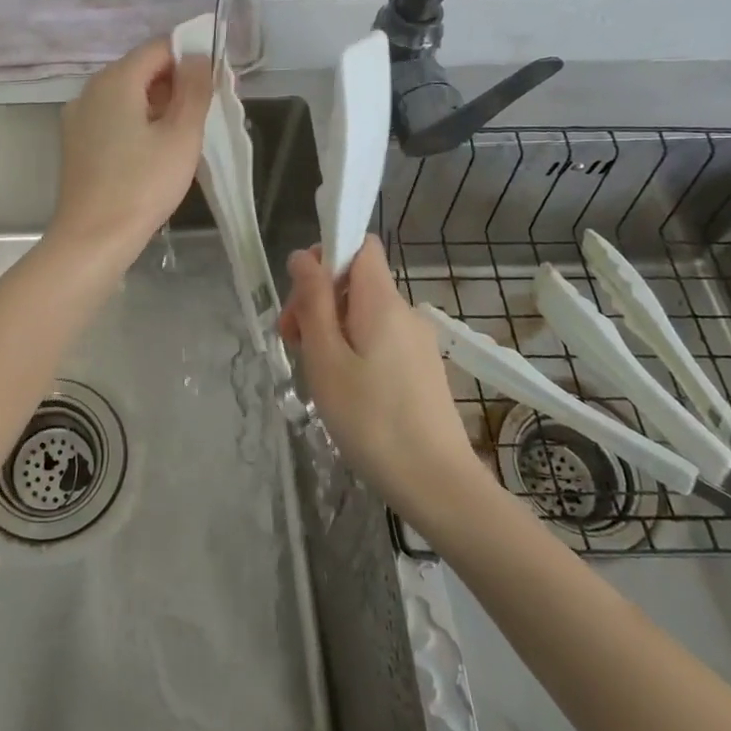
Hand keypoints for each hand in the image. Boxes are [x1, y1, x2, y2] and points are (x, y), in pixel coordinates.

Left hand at [48, 38, 212, 265]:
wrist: (93, 238)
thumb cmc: (142, 186)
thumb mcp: (181, 136)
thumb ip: (194, 89)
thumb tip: (196, 56)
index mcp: (115, 80)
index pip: (158, 48)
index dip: (190, 56)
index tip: (216, 81)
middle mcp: (90, 90)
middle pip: (140, 69)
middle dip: (176, 82)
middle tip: (207, 110)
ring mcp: (78, 117)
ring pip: (126, 95)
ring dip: (158, 103)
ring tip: (186, 132)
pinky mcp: (76, 142)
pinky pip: (112, 117)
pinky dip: (137, 121)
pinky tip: (155, 149)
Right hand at [280, 237, 485, 521]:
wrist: (438, 485)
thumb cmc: (371, 420)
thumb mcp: (326, 358)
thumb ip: (313, 302)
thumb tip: (303, 256)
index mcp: (382, 301)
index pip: (359, 245)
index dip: (326, 254)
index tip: (300, 294)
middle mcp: (405, 312)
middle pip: (355, 281)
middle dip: (317, 301)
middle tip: (292, 344)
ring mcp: (416, 342)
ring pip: (363, 314)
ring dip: (331, 329)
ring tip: (314, 373)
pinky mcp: (421, 368)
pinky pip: (379, 339)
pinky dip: (353, 350)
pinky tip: (342, 389)